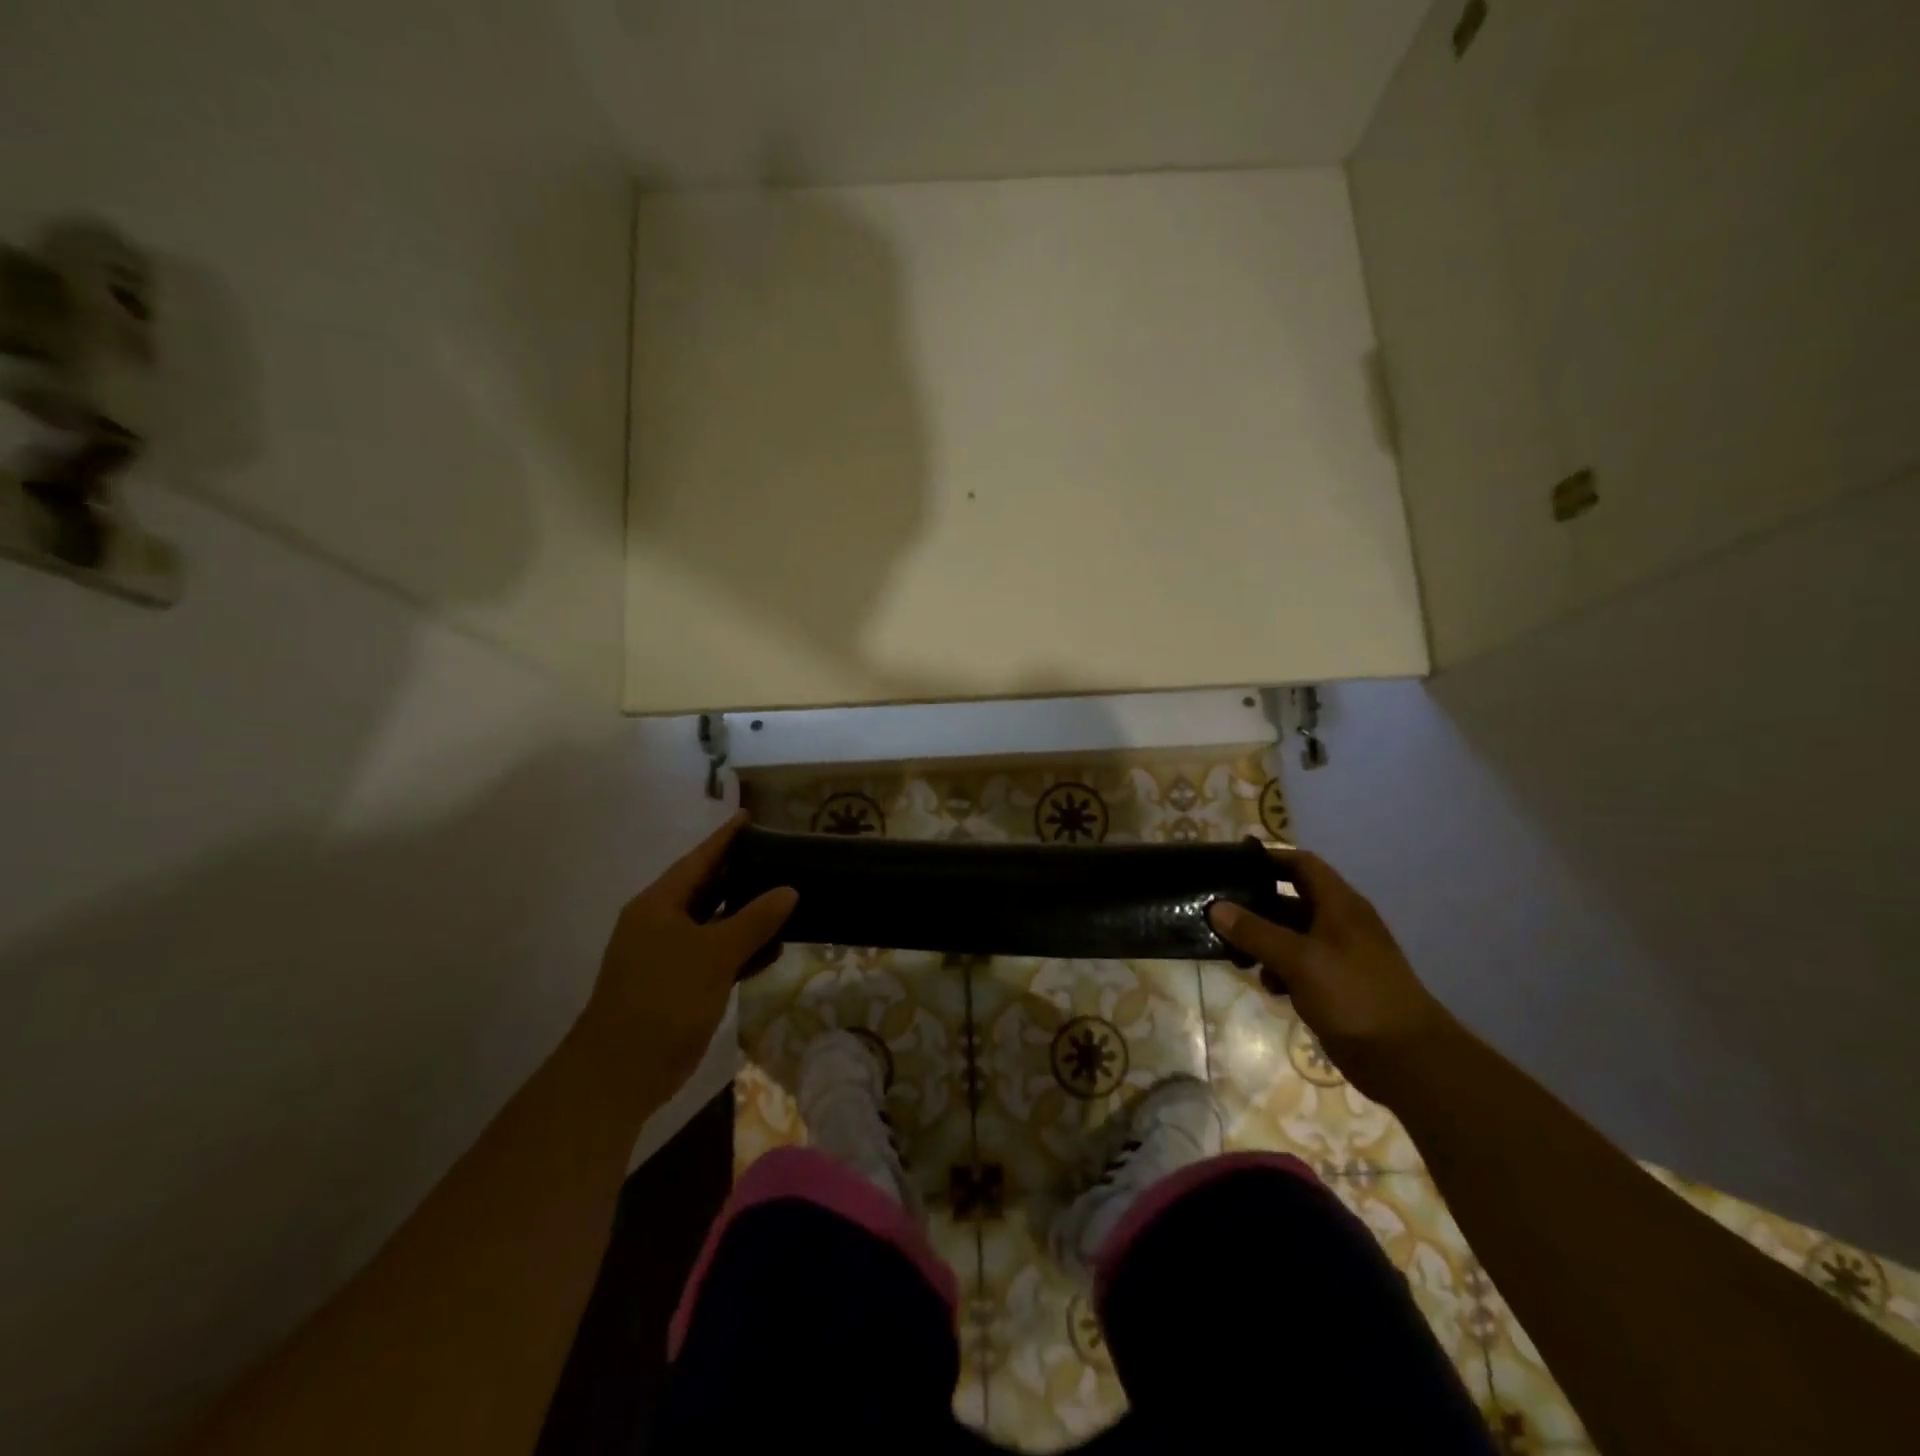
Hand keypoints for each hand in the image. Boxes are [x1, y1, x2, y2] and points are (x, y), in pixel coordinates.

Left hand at [580, 812, 796, 1099]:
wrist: (622, 1072)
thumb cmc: (664, 998)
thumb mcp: (714, 953)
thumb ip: (754, 919)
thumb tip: (789, 890)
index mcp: (659, 904)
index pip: (699, 860)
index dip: (725, 838)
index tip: (749, 816)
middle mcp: (662, 923)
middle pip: (707, 888)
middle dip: (742, 874)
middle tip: (780, 856)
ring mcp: (670, 955)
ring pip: (715, 923)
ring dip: (747, 915)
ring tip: (787, 896)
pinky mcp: (681, 984)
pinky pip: (718, 954)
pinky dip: (743, 949)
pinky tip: (774, 948)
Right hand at [1209, 850, 1456, 1102]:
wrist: (1406, 1059)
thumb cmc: (1353, 995)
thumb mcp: (1299, 959)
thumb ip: (1255, 932)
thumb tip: (1216, 908)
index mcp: (1340, 905)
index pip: (1302, 864)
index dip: (1269, 859)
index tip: (1233, 864)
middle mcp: (1340, 923)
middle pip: (1291, 900)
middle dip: (1256, 906)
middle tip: (1219, 912)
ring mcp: (1340, 956)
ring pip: (1292, 935)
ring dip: (1263, 942)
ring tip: (1235, 955)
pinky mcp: (1336, 986)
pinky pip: (1299, 965)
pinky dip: (1280, 970)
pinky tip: (1268, 986)